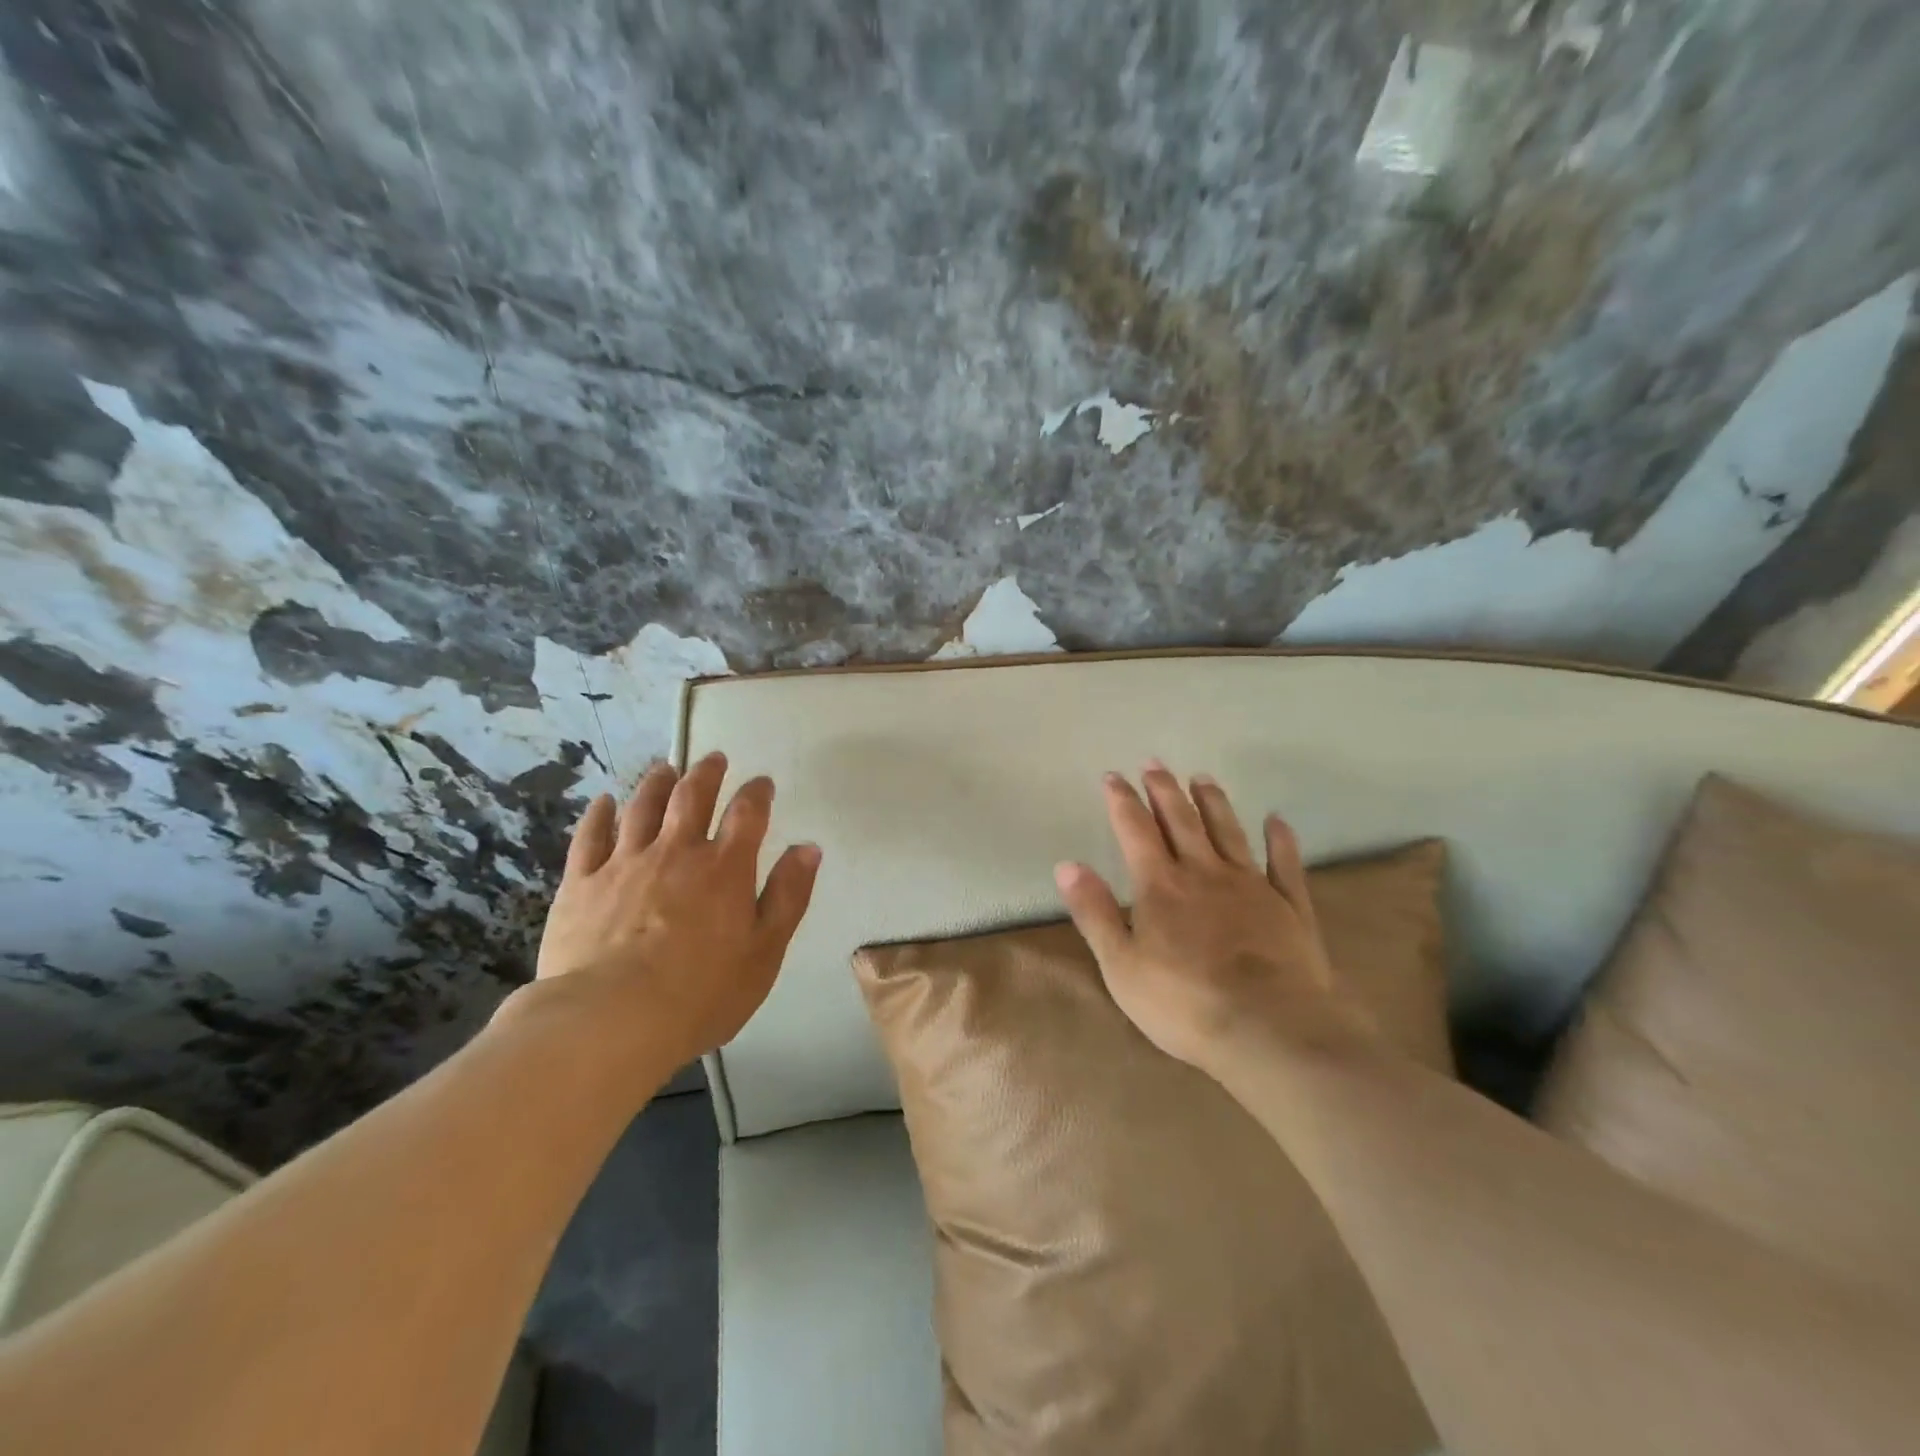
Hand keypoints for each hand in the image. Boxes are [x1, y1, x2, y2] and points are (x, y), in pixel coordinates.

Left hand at [527, 752, 821, 1071]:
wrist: (612, 1019)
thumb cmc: (702, 992)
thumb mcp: (765, 951)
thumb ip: (788, 896)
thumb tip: (809, 848)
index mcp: (725, 868)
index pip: (747, 814)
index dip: (757, 793)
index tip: (762, 782)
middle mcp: (676, 852)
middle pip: (692, 798)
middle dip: (705, 774)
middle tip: (712, 758)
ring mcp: (625, 863)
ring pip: (642, 808)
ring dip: (657, 783)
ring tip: (665, 768)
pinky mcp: (581, 883)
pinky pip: (590, 837)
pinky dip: (600, 815)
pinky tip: (604, 801)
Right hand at [1054, 762, 1372, 1076]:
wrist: (1270, 1030)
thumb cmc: (1184, 1003)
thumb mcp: (1121, 965)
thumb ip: (1094, 912)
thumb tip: (1066, 865)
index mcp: (1161, 885)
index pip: (1135, 830)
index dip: (1122, 800)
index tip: (1113, 776)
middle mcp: (1204, 873)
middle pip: (1181, 820)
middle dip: (1164, 790)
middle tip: (1155, 763)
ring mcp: (1251, 886)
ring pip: (1229, 831)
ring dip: (1214, 802)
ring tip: (1202, 777)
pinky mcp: (1290, 907)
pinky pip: (1285, 864)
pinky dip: (1281, 840)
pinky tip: (1277, 820)